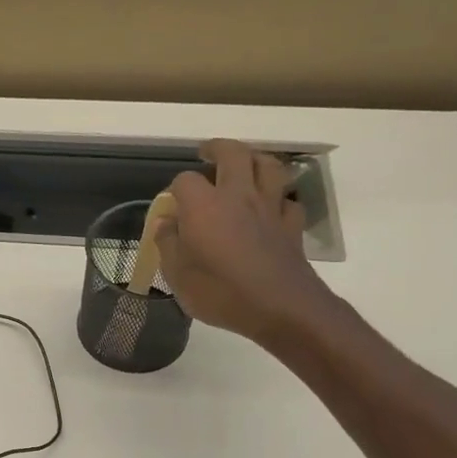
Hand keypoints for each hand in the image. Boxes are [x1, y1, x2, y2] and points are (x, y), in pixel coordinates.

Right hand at [157, 139, 337, 345]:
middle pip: (233, 154)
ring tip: (245, 165)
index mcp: (204, 206)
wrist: (280, 308)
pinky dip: (279, 197)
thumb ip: (168, 243)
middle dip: (218, 148)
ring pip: (269, 166)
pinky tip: (271, 207)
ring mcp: (270, 208)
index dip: (175, 189)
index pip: (184, 180)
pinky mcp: (292, 226)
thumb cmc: (220, 292)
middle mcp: (238, 196)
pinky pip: (288, 200)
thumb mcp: (177, 275)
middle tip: (207, 153)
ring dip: (255, 159)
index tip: (171, 205)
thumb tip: (164, 222)